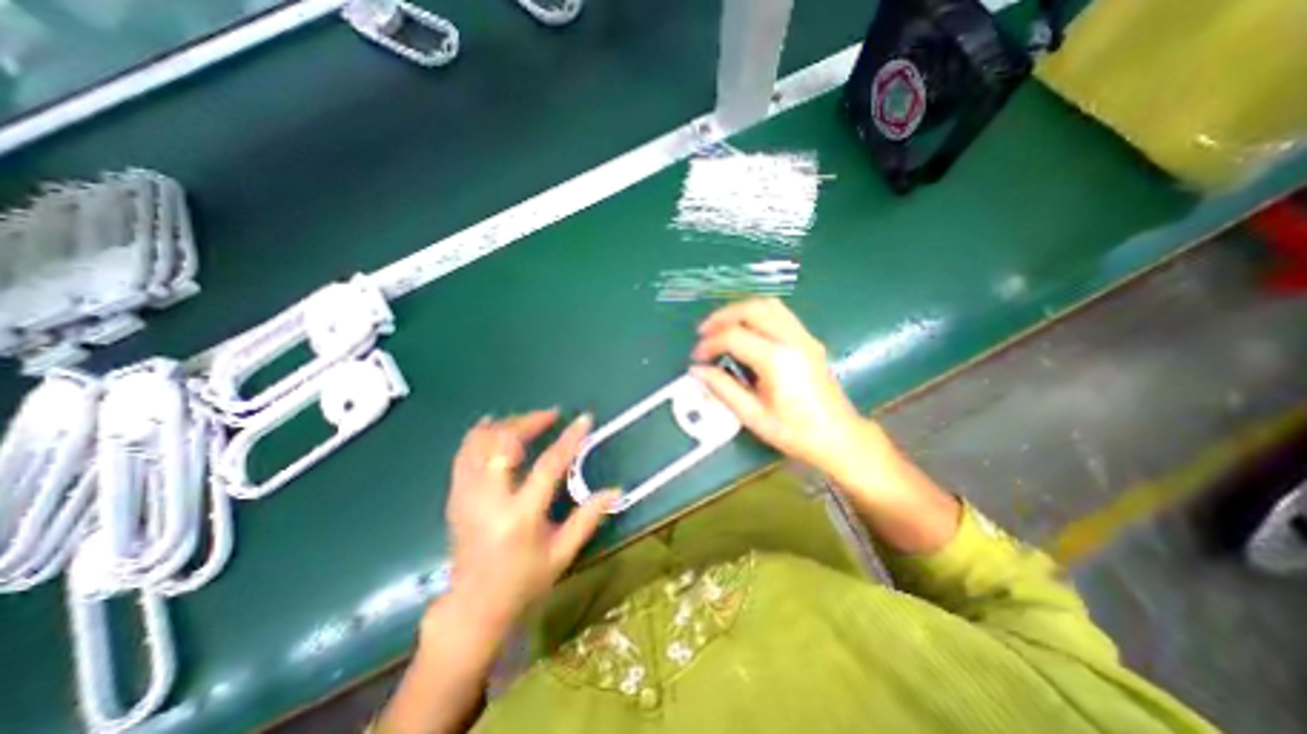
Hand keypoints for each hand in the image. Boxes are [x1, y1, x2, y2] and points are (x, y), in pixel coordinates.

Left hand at [436, 412, 617, 648]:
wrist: (473, 608)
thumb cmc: (523, 582)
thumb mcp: (562, 554)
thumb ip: (588, 518)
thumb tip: (616, 490)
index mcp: (520, 517)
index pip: (548, 466)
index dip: (569, 439)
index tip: (584, 419)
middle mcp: (489, 501)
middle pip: (503, 443)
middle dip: (528, 421)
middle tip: (551, 415)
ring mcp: (466, 497)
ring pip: (478, 443)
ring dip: (505, 424)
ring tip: (528, 420)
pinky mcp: (455, 497)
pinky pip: (464, 453)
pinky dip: (480, 434)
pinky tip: (495, 426)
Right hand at [688, 297, 895, 487]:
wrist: (839, 437)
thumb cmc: (795, 432)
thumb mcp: (753, 416)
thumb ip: (723, 388)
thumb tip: (697, 370)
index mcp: (777, 360)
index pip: (734, 336)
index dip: (710, 343)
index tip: (697, 357)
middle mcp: (791, 340)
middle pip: (751, 309)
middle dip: (722, 316)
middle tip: (704, 332)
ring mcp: (804, 337)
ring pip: (768, 305)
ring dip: (740, 310)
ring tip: (722, 326)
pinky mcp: (808, 340)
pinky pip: (780, 313)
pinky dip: (757, 314)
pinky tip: (746, 330)